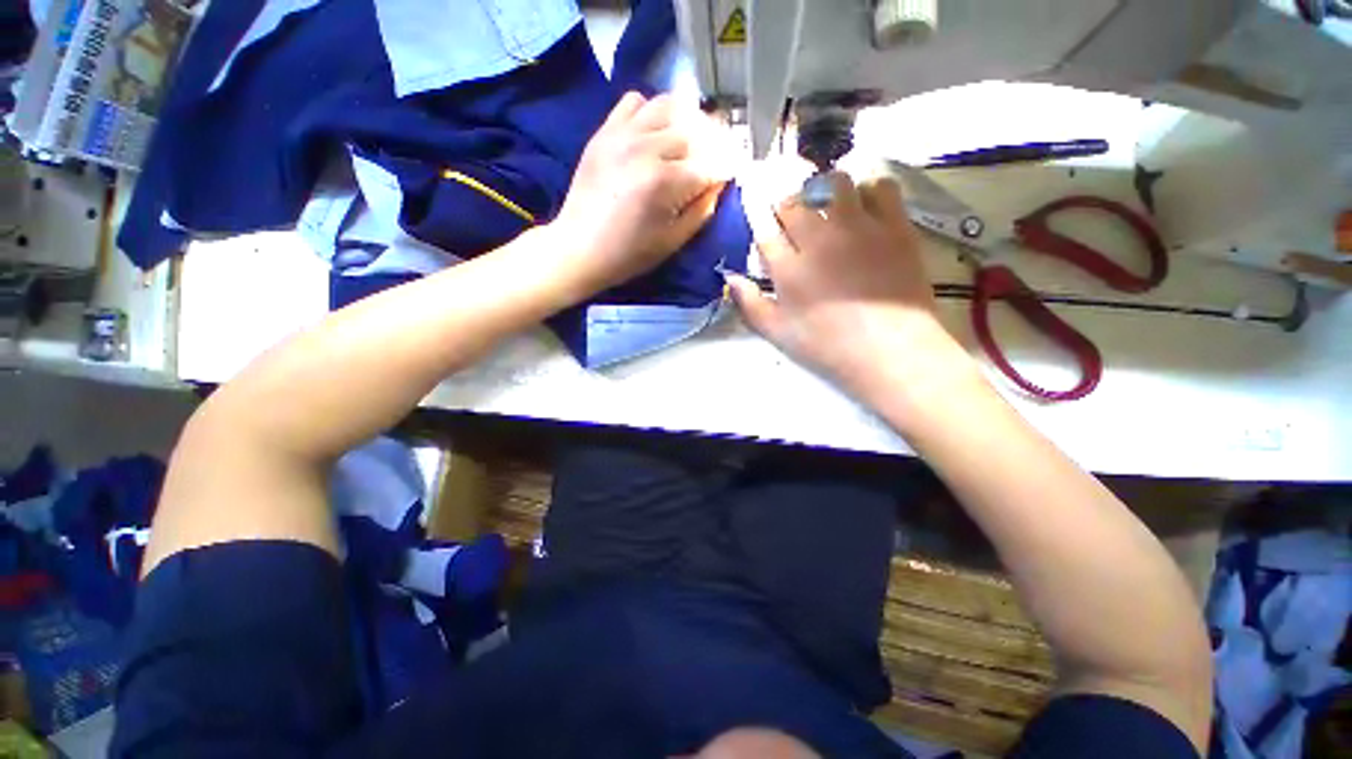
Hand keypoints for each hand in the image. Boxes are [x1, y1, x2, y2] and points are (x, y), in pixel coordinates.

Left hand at [552, 92, 726, 293]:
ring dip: (686, 121)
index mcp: (664, 182)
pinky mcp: (605, 131)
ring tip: (687, 143)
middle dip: (712, 145)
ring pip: (668, 105)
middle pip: (695, 130)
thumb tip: (718, 183)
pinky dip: (651, 112)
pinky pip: (635, 102)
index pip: (710, 164)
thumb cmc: (628, 254)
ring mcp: (622, 134)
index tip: (730, 176)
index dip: (726, 170)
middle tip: (713, 161)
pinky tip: (653, 134)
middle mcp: (646, 148)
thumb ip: (701, 211)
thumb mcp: (672, 242)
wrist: (579, 248)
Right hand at [728, 172, 970, 404]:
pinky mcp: (894, 226)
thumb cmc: (828, 345)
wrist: (891, 350)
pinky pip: (880, 187)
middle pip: (794, 202)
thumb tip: (730, 277)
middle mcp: (819, 239)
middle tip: (791, 216)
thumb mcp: (778, 332)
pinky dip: (868, 190)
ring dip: (823, 189)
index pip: (764, 228)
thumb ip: (749, 304)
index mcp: (789, 267)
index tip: (755, 202)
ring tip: (826, 204)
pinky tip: (865, 207)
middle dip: (786, 204)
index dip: (756, 212)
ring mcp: (859, 228)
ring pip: (834, 183)